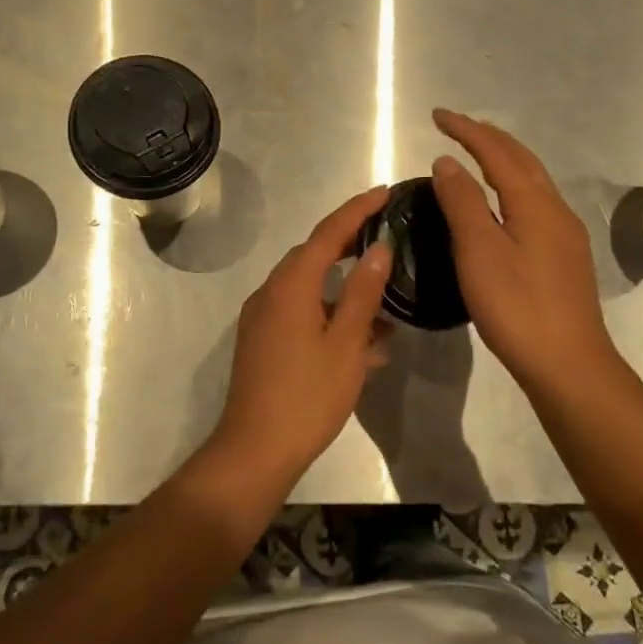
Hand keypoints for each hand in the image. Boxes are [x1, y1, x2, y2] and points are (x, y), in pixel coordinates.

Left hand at [207, 186, 393, 489]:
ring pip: (310, 289)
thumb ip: (362, 292)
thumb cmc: (307, 396)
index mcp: (290, 285)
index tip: (385, 191)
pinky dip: (330, 318)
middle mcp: (271, 292)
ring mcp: (263, 318)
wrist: (254, 451)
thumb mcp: (345, 344)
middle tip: (387, 238)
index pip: (328, 233)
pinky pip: (301, 315)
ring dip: (345, 292)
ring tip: (386, 304)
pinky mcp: (262, 342)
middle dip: (351, 245)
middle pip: (314, 256)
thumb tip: (379, 248)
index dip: (358, 210)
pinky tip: (364, 343)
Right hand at [429, 109, 622, 404]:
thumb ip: (463, 202)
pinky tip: (500, 204)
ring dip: (502, 160)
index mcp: (534, 203)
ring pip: (532, 181)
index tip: (437, 116)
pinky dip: (511, 186)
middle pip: (521, 159)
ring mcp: (564, 234)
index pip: (496, 152)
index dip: (466, 130)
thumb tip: (447, 161)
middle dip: (487, 138)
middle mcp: (555, 209)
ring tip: (475, 155)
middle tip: (455, 127)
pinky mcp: (564, 256)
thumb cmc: (517, 306)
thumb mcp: (479, 251)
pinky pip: (534, 202)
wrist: (568, 364)